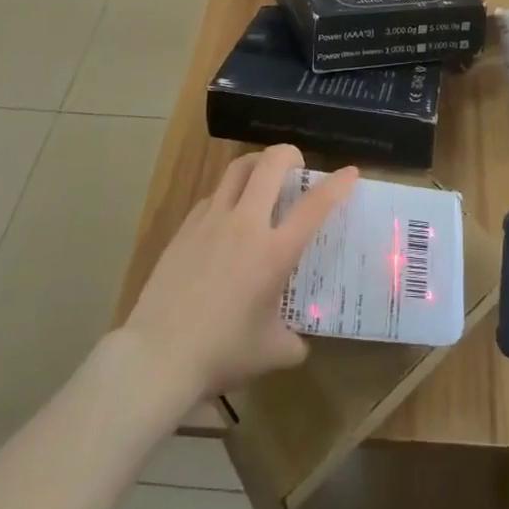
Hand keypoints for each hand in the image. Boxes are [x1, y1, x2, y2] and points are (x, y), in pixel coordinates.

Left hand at [121, 145, 356, 407]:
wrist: (158, 355)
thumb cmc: (221, 354)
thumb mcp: (269, 353)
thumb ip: (291, 342)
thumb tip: (297, 343)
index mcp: (274, 251)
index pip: (315, 205)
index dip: (338, 184)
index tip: (351, 172)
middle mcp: (246, 224)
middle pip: (271, 163)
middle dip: (290, 154)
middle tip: (297, 167)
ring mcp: (212, 220)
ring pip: (238, 168)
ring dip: (257, 164)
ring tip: (264, 177)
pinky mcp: (186, 227)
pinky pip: (213, 196)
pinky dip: (229, 195)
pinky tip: (228, 218)